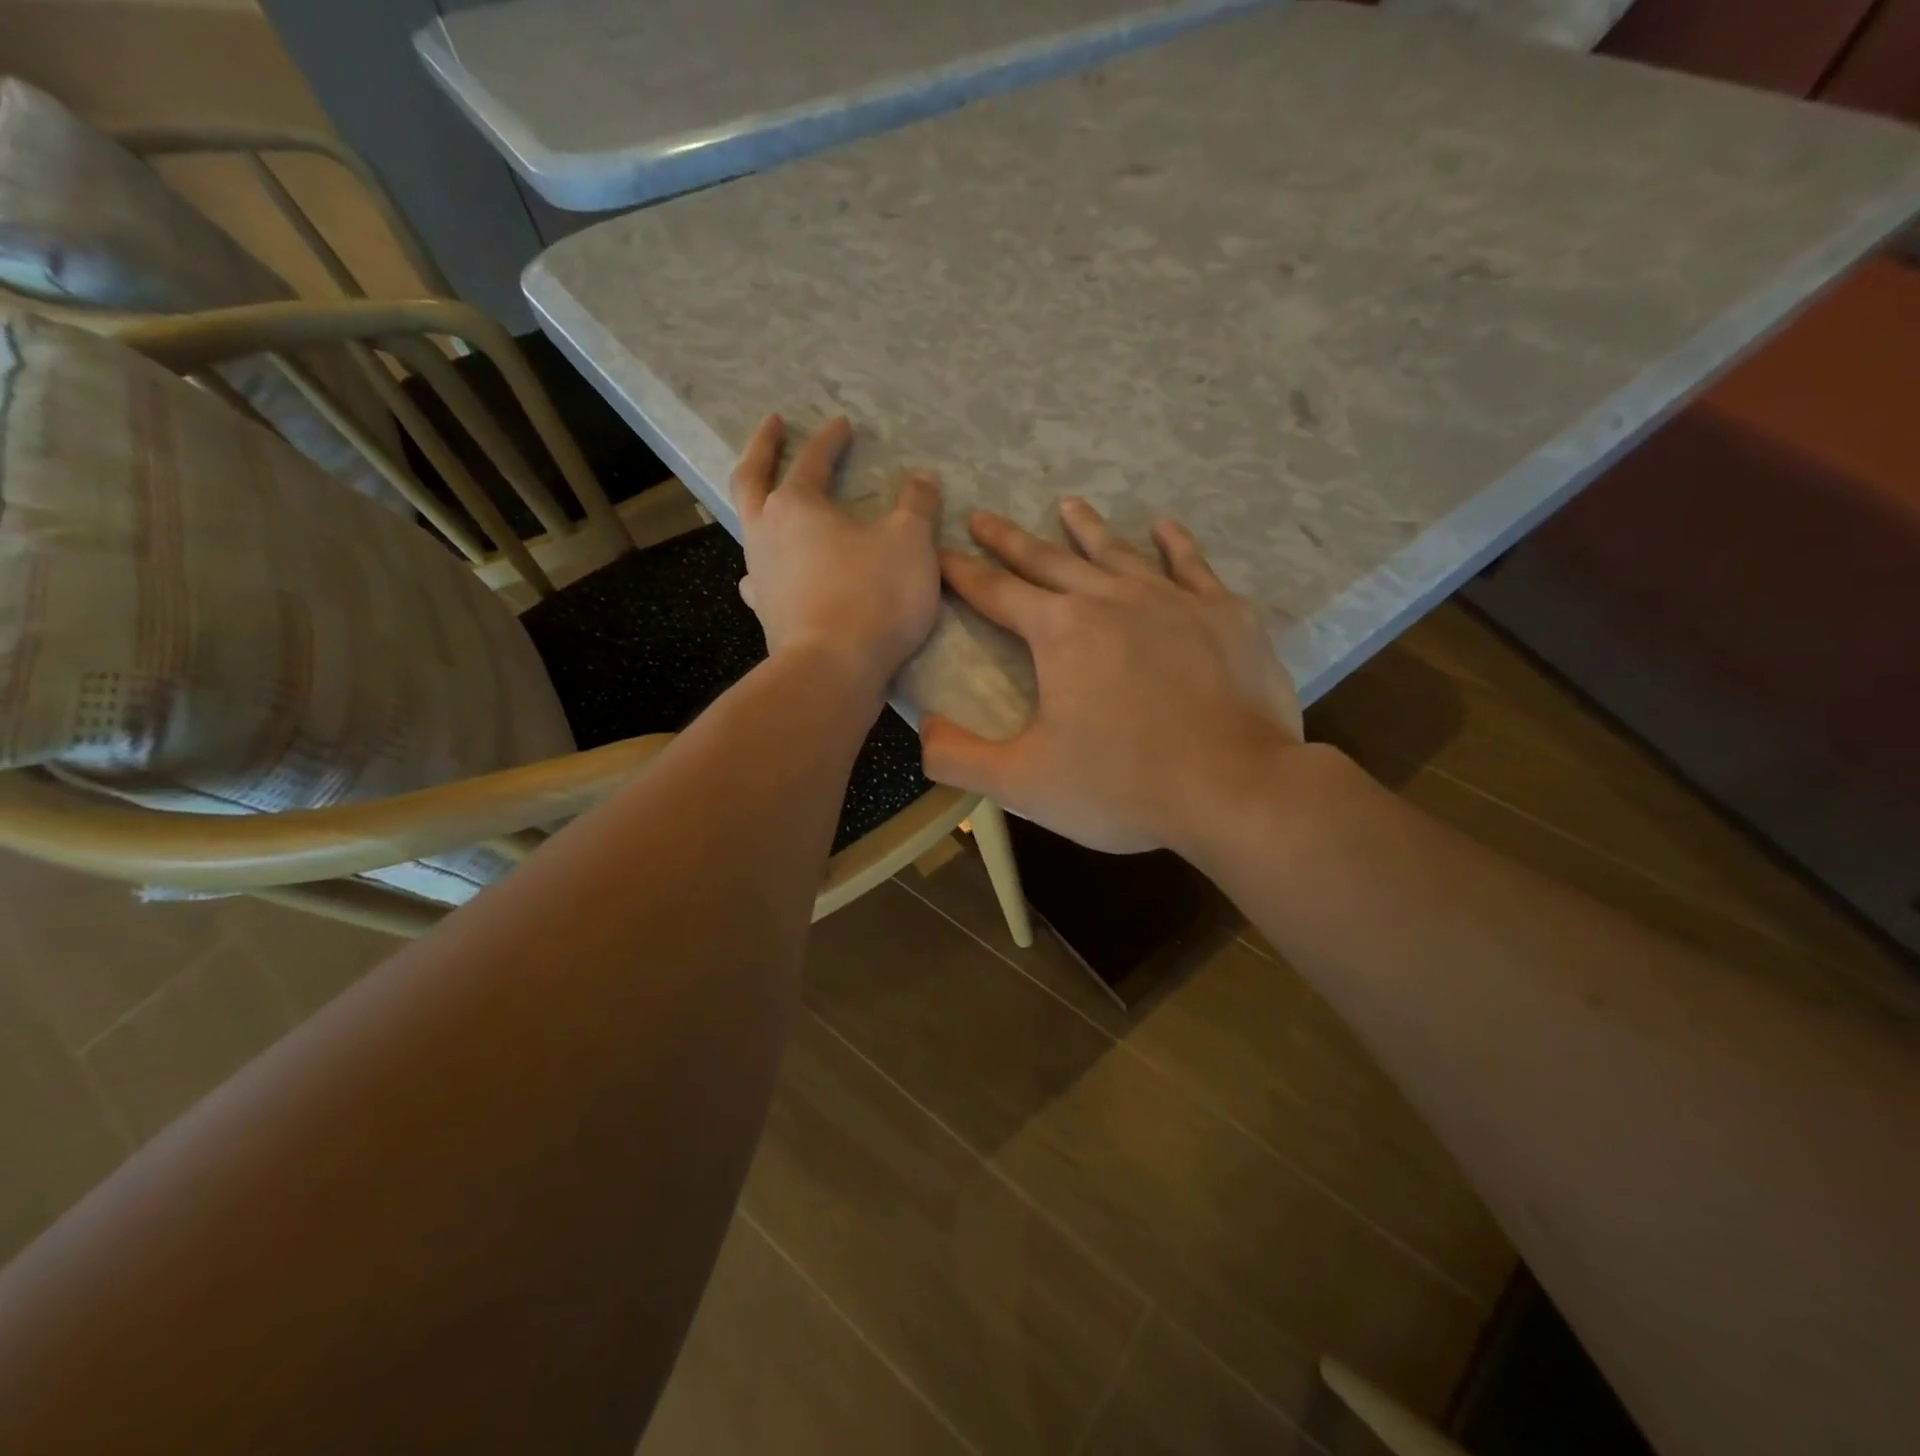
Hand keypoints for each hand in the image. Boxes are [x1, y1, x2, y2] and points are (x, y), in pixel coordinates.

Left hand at [732, 414, 942, 697]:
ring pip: (748, 528)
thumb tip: (922, 478)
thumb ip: (917, 505)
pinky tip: (772, 574)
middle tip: (772, 426)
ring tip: (770, 501)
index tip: (843, 423)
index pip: (813, 459)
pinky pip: (759, 579)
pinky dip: (766, 568)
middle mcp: (766, 533)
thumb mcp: (911, 543)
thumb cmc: (873, 597)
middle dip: (763, 448)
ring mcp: (760, 575)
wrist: (834, 670)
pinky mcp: (766, 613)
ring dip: (759, 506)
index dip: (830, 439)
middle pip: (752, 478)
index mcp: (798, 505)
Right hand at [921, 499, 1305, 854]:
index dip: (961, 572)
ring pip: (1117, 553)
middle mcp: (1110, 599)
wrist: (1234, 790)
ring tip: (1067, 505)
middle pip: (1048, 560)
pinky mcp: (1224, 615)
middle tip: (983, 515)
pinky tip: (1163, 526)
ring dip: (1086, 529)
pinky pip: (1192, 566)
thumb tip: (921, 730)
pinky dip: (1175, 544)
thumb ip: (959, 757)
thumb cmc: (1122, 787)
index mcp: (1059, 632)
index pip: (995, 592)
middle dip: (1009, 540)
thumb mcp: (1022, 784)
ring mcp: (1172, 601)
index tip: (940, 550)